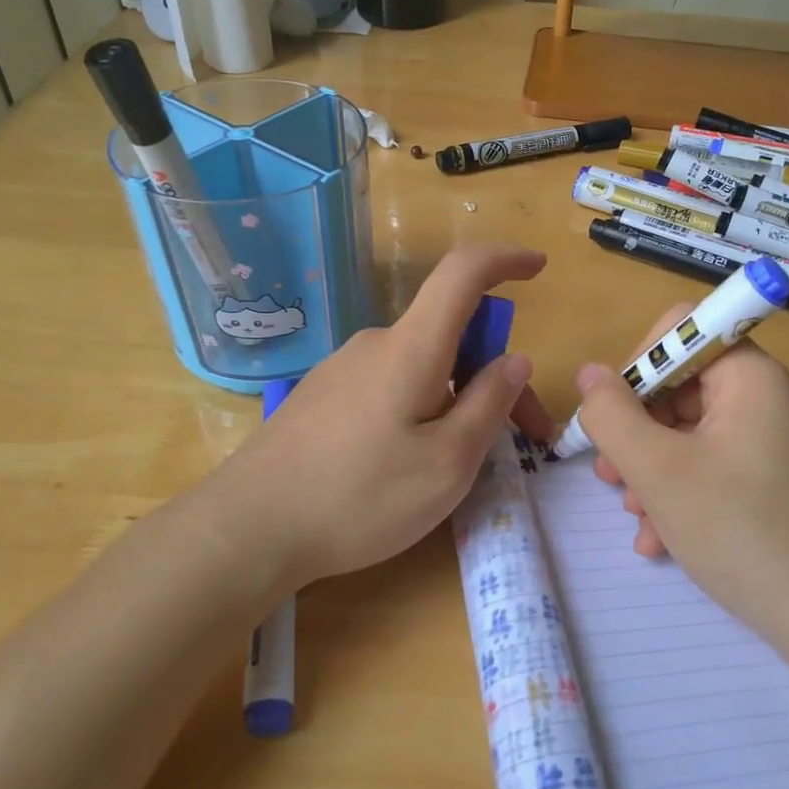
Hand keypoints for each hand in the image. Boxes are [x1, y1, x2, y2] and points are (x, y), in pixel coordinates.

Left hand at [189, 245, 554, 599]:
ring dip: (459, 401)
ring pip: (423, 369)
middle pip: (452, 337)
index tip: (539, 269)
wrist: (249, 528)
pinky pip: (392, 388)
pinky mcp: (324, 398)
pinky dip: (423, 410)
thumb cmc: (359, 497)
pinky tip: (410, 465)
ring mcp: (344, 370)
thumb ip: (489, 405)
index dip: (505, 260)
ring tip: (465, 465)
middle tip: (526, 439)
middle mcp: (376, 345)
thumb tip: (514, 360)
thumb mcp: (447, 463)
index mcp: (411, 348)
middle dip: (496, 377)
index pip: (463, 274)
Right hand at [574, 303, 788, 636]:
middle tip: (611, 477)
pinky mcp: (784, 478)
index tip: (616, 419)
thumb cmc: (739, 531)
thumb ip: (612, 415)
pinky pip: (721, 464)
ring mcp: (782, 440)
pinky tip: (662, 539)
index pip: (682, 330)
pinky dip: (686, 490)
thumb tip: (590, 374)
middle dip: (639, 432)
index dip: (637, 366)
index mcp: (753, 376)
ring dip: (655, 469)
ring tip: (636, 517)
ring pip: (696, 432)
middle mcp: (773, 397)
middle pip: (684, 387)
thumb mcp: (657, 471)